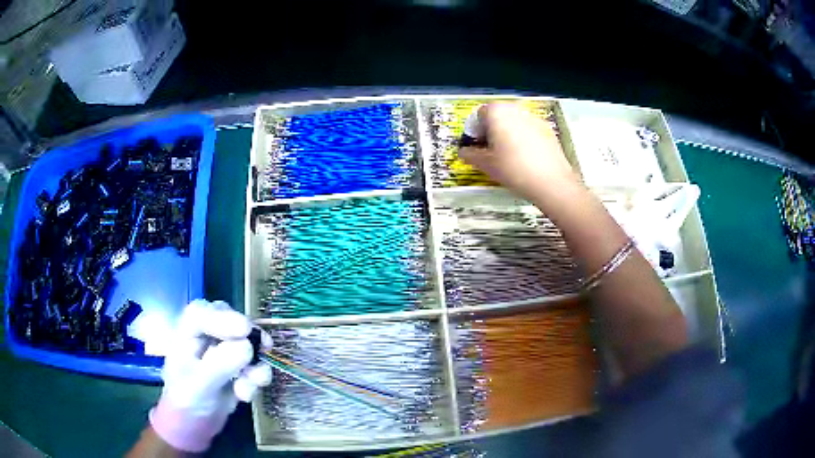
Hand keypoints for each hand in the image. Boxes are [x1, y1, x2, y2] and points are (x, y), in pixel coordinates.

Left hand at [149, 300, 271, 452]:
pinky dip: (257, 378)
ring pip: (248, 341)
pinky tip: (246, 395)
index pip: (201, 314)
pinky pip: (256, 363)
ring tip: (252, 385)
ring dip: (255, 363)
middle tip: (264, 346)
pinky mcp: (239, 364)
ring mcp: (224, 348)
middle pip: (229, 320)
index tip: (245, 330)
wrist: (196, 425)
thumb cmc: (186, 403)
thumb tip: (247, 346)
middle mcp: (206, 334)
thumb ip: (218, 366)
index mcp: (186, 333)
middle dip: (248, 336)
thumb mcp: (197, 387)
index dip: (223, 318)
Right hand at [459, 103, 579, 204]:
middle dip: (491, 130)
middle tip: (490, 151)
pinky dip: (524, 139)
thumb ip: (470, 154)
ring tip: (508, 156)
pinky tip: (525, 158)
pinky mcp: (548, 129)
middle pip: (497, 115)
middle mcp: (515, 109)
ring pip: (514, 122)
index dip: (475, 130)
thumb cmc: (513, 169)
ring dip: (508, 133)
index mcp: (497, 111)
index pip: (479, 114)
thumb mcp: (485, 164)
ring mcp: (533, 118)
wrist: (551, 182)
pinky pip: (529, 130)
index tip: (476, 146)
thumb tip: (463, 152)